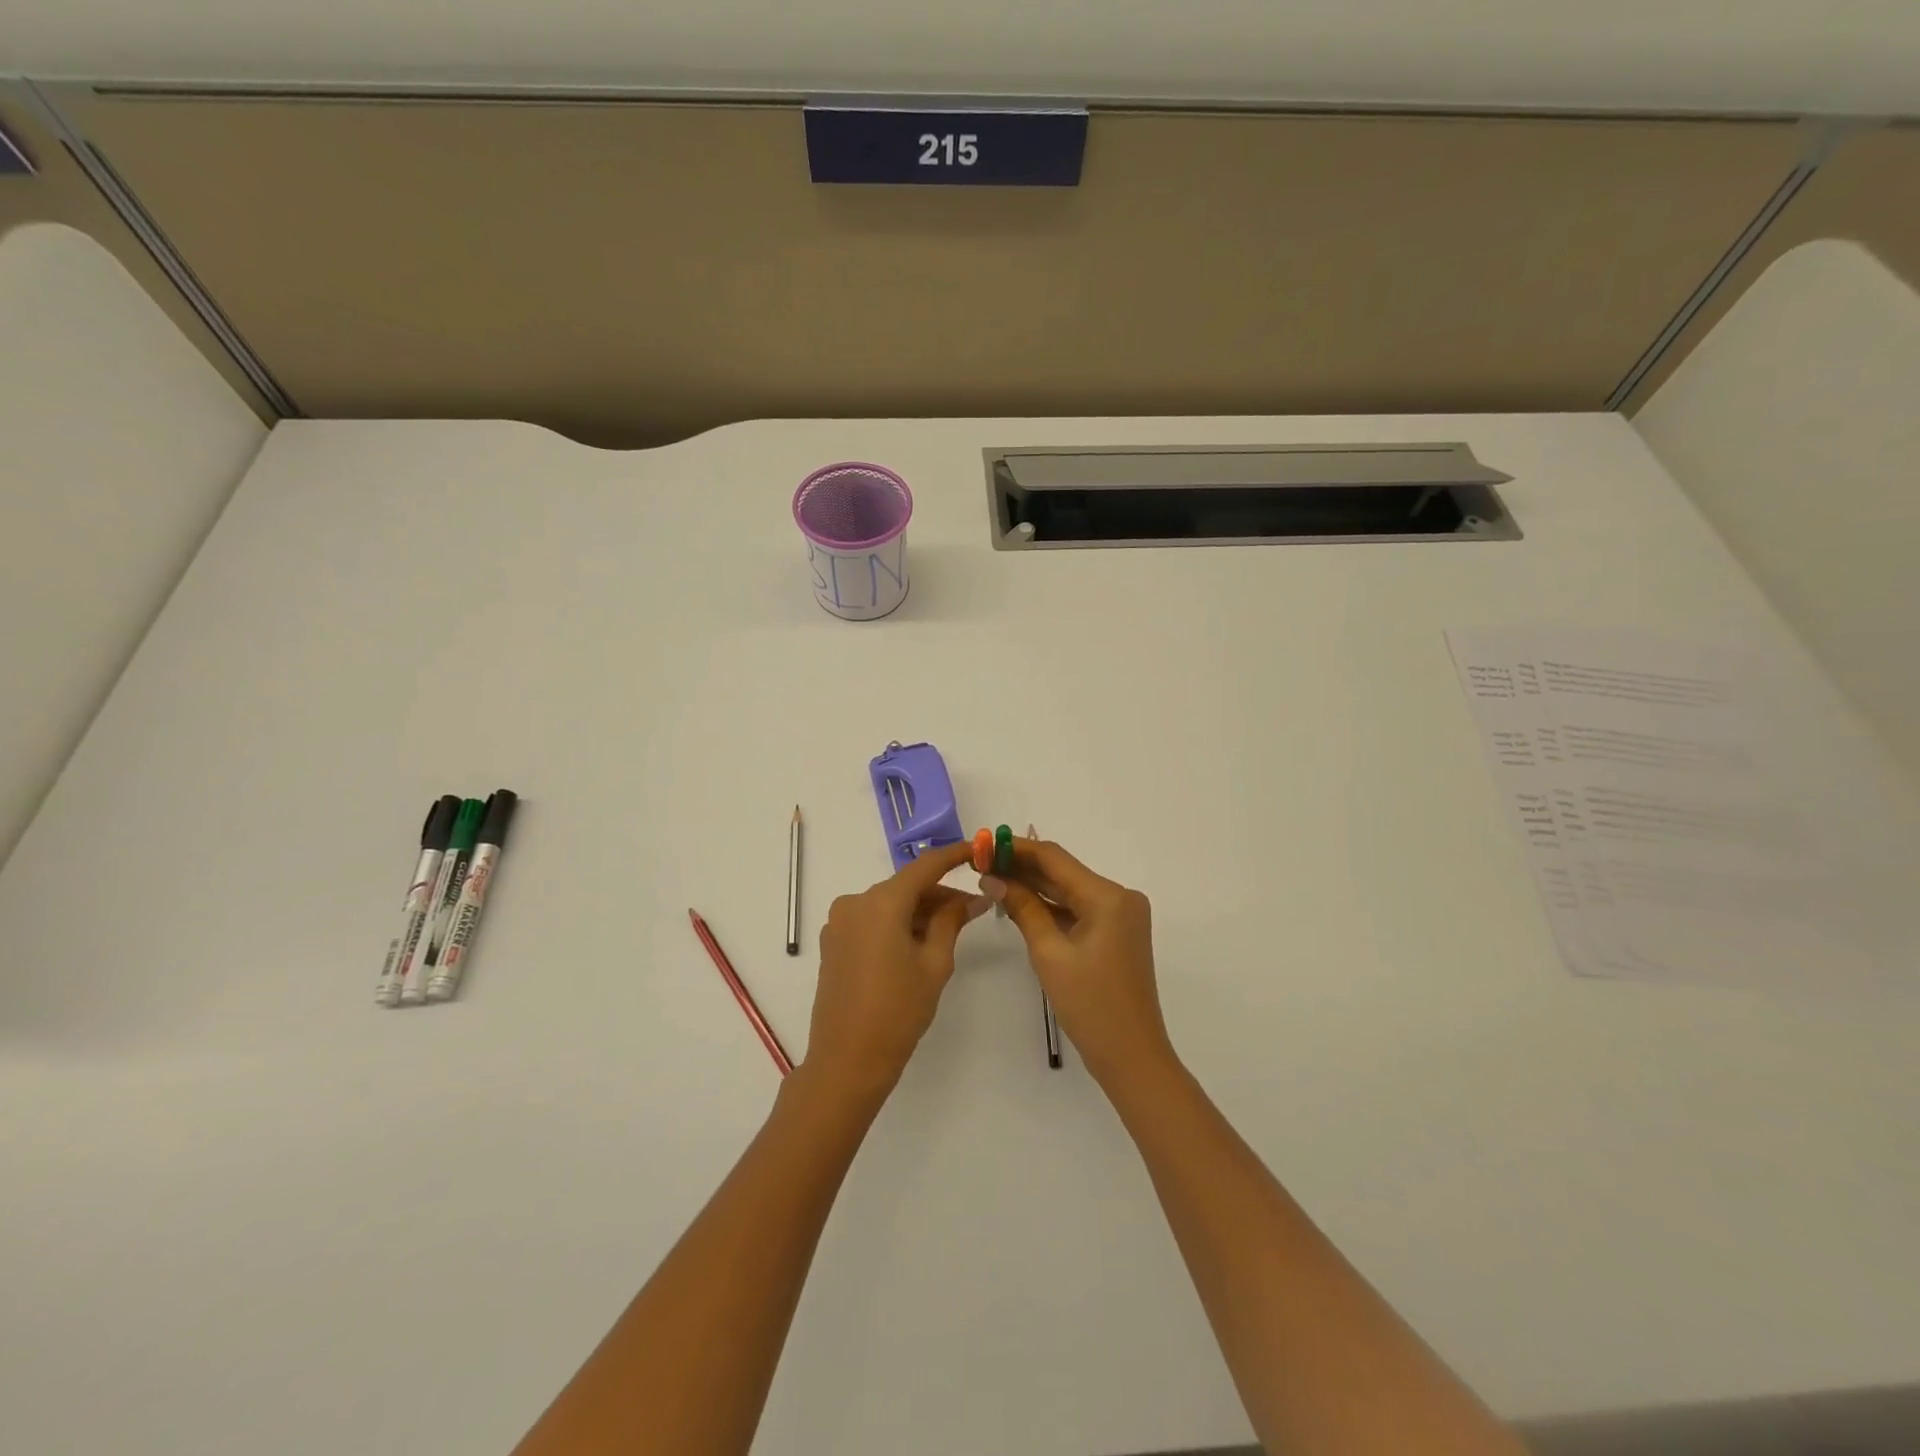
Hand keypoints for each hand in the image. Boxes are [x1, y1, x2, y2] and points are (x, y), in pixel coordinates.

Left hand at [805, 840, 990, 1103]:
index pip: (925, 866)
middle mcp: (855, 902)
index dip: (953, 855)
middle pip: (906, 887)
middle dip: (939, 894)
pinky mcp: (834, 942)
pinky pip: (872, 920)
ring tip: (950, 931)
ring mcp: (840, 922)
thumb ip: (951, 921)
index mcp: (881, 902)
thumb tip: (973, 897)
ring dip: (919, 911)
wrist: (847, 1060)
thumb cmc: (898, 1011)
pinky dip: (897, 924)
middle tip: (974, 909)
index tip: (979, 850)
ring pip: (889, 904)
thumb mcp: (934, 963)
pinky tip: (918, 944)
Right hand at [982, 840, 1175, 1088]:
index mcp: (1108, 896)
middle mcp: (1119, 896)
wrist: (1131, 1056)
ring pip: (1069, 890)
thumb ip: (1023, 908)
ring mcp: (1120, 915)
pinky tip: (1018, 902)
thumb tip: (992, 878)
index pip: (1055, 858)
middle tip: (980, 863)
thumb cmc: (1089, 1006)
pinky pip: (1077, 909)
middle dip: (1022, 867)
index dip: (1017, 848)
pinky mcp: (1116, 931)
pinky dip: (1050, 906)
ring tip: (992, 879)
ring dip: (1033, 886)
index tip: (983, 845)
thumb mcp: (1049, 954)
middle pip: (1063, 872)